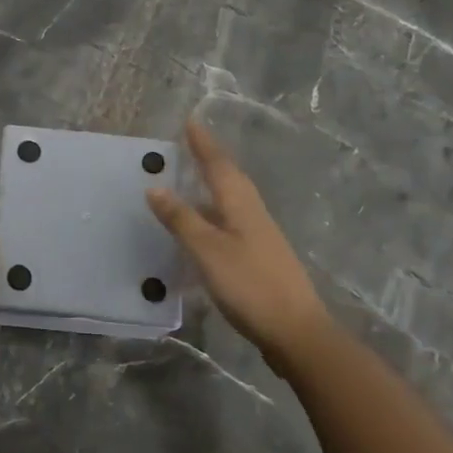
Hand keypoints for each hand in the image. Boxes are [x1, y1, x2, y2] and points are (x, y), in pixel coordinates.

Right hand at [147, 122, 333, 371]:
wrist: (297, 332)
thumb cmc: (250, 285)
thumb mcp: (208, 251)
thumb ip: (181, 219)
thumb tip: (155, 187)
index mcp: (241, 205)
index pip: (218, 165)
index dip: (203, 143)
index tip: (190, 120)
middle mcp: (253, 213)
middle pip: (230, 178)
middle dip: (210, 159)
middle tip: (190, 144)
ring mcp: (260, 237)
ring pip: (232, 200)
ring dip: (213, 185)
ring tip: (192, 180)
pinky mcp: (260, 259)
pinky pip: (232, 222)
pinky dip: (215, 214)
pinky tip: (205, 229)